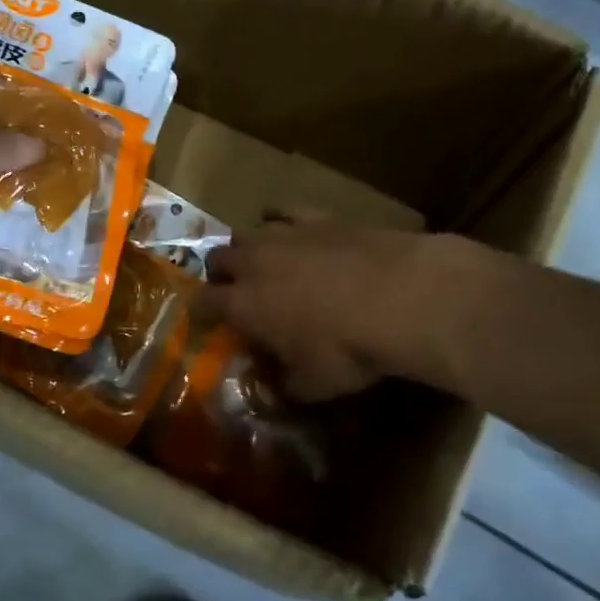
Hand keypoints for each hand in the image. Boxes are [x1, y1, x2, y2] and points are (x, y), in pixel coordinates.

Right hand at [203, 223, 486, 399]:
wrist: (399, 296)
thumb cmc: (347, 349)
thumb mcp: (312, 385)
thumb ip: (284, 387)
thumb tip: (272, 391)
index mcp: (243, 304)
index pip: (203, 303)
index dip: (201, 312)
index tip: (206, 321)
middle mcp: (254, 263)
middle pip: (218, 259)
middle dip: (220, 275)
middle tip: (236, 292)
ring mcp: (284, 234)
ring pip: (246, 232)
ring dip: (246, 248)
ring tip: (261, 262)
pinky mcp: (317, 217)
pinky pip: (284, 209)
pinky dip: (278, 217)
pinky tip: (286, 225)